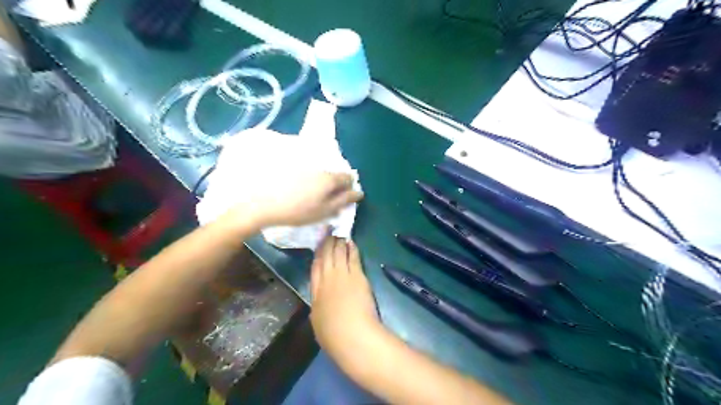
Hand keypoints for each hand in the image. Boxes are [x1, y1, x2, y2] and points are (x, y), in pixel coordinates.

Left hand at [224, 171, 363, 231]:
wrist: (262, 202)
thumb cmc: (297, 211)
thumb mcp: (324, 211)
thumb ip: (343, 201)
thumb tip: (358, 193)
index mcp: (330, 178)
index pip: (348, 177)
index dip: (348, 187)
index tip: (340, 197)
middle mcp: (319, 166)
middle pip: (333, 171)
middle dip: (334, 182)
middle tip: (324, 197)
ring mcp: (304, 163)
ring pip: (319, 169)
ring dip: (319, 178)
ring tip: (308, 192)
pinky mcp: (290, 161)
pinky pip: (306, 166)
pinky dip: (306, 174)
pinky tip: (296, 185)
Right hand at [310, 237, 382, 366]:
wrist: (352, 334)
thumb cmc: (333, 335)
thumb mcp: (318, 320)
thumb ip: (319, 305)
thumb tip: (321, 300)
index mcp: (315, 291)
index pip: (315, 267)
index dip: (317, 254)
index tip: (318, 245)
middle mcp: (327, 279)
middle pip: (326, 256)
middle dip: (327, 243)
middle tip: (329, 232)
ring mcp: (343, 275)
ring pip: (338, 253)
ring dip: (338, 242)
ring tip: (339, 234)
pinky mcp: (358, 275)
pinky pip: (353, 257)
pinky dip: (351, 248)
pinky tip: (351, 242)